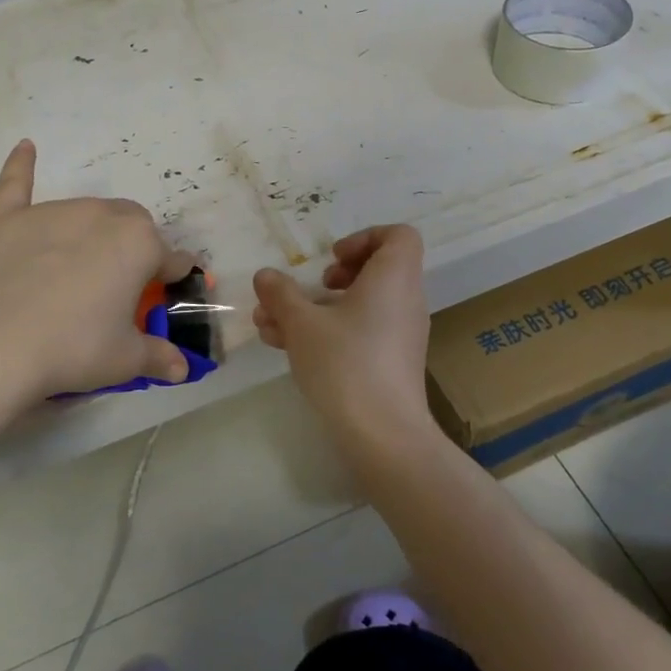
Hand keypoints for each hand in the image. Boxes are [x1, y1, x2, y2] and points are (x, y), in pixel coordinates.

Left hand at [0, 140, 195, 397]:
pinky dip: (21, 166)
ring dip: (95, 230)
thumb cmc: (75, 349)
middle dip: (135, 247)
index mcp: (140, 245)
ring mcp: (53, 213)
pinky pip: (16, 184)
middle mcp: (103, 217)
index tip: (170, 291)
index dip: (173, 277)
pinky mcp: (9, 219)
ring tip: (81, 265)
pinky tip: (26, 147)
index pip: (172, 258)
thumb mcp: (126, 360)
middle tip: (121, 284)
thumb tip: (182, 370)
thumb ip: (158, 357)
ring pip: (87, 210)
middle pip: (132, 223)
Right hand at [252, 225, 434, 447]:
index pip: (398, 236)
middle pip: (376, 271)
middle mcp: (405, 301)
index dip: (364, 238)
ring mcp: (400, 335)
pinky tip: (287, 348)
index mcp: (393, 278)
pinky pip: (362, 332)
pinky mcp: (391, 363)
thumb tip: (265, 275)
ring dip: (317, 309)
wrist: (383, 434)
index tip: (332, 260)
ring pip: (360, 306)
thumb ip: (281, 294)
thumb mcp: (302, 324)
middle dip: (332, 278)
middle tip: (310, 289)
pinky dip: (330, 332)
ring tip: (272, 325)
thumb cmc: (345, 363)